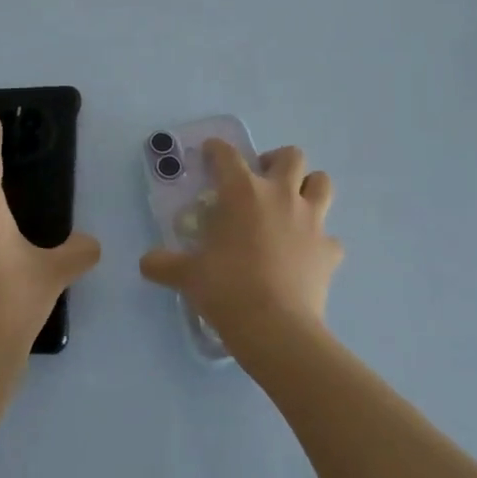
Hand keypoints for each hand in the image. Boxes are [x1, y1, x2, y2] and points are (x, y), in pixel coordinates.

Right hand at [139, 139, 342, 368]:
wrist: (276, 328)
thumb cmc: (227, 289)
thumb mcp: (187, 275)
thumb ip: (164, 264)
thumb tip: (146, 263)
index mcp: (243, 192)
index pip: (227, 155)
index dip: (217, 149)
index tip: (210, 153)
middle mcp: (280, 196)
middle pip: (290, 156)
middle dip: (275, 161)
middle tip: (260, 181)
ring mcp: (311, 221)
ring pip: (322, 183)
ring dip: (308, 187)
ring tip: (291, 204)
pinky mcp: (329, 250)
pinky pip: (330, 237)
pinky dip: (320, 241)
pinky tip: (305, 254)